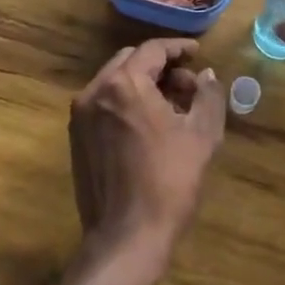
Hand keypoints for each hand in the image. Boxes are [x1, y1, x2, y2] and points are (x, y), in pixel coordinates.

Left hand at [69, 38, 225, 270]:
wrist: (127, 236)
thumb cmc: (169, 181)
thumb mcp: (202, 135)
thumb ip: (208, 95)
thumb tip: (206, 75)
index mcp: (125, 83)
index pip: (152, 50)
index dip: (178, 48)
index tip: (196, 52)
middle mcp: (96, 91)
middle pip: (130, 61)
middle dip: (160, 66)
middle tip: (188, 83)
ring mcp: (81, 115)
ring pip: (115, 82)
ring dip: (143, 84)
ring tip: (172, 106)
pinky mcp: (77, 138)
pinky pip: (104, 104)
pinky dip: (126, 102)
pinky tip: (148, 124)